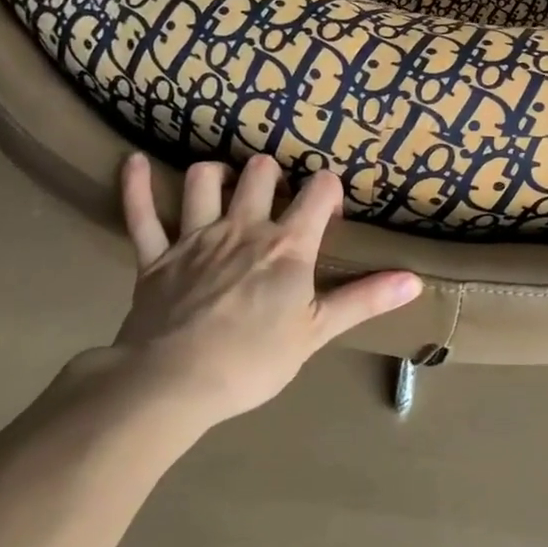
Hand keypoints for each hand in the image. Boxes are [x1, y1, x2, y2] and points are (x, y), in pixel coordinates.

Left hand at [102, 152, 421, 423]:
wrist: (175, 383)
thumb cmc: (253, 360)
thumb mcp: (317, 331)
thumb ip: (364, 300)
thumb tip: (414, 280)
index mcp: (286, 245)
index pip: (318, 192)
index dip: (328, 191)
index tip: (328, 213)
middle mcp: (242, 227)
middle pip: (260, 173)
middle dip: (272, 174)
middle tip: (276, 197)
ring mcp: (194, 237)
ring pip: (203, 180)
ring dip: (216, 174)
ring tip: (225, 184)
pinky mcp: (154, 256)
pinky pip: (141, 213)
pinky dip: (136, 186)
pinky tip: (133, 163)